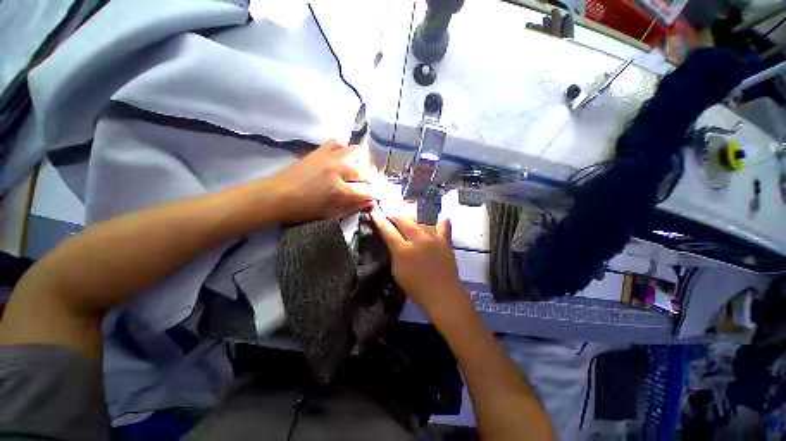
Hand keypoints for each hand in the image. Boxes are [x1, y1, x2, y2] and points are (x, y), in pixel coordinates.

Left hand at [268, 140, 372, 222]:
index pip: (367, 191)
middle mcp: (338, 169)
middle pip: (364, 171)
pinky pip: (337, 143)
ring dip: (359, 162)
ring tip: (354, 171)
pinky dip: (342, 149)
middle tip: (364, 187)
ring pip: (355, 152)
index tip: (373, 197)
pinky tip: (340, 158)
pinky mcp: (319, 151)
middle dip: (368, 181)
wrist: (276, 195)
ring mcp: (328, 157)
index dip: (373, 195)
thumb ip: (353, 207)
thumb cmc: (304, 209)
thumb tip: (370, 202)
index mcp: (339, 190)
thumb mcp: (331, 213)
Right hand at [371, 208, 468, 316]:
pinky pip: (443, 225)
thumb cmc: (416, 288)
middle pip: (403, 219)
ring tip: (409, 217)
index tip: (374, 210)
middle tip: (391, 216)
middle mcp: (418, 239)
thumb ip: (394, 253)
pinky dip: (439, 220)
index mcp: (403, 249)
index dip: (379, 219)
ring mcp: (433, 238)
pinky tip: (437, 218)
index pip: (387, 230)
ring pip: (421, 219)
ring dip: (412, 216)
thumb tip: (394, 241)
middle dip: (394, 215)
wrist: (443, 295)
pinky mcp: (445, 241)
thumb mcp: (397, 272)